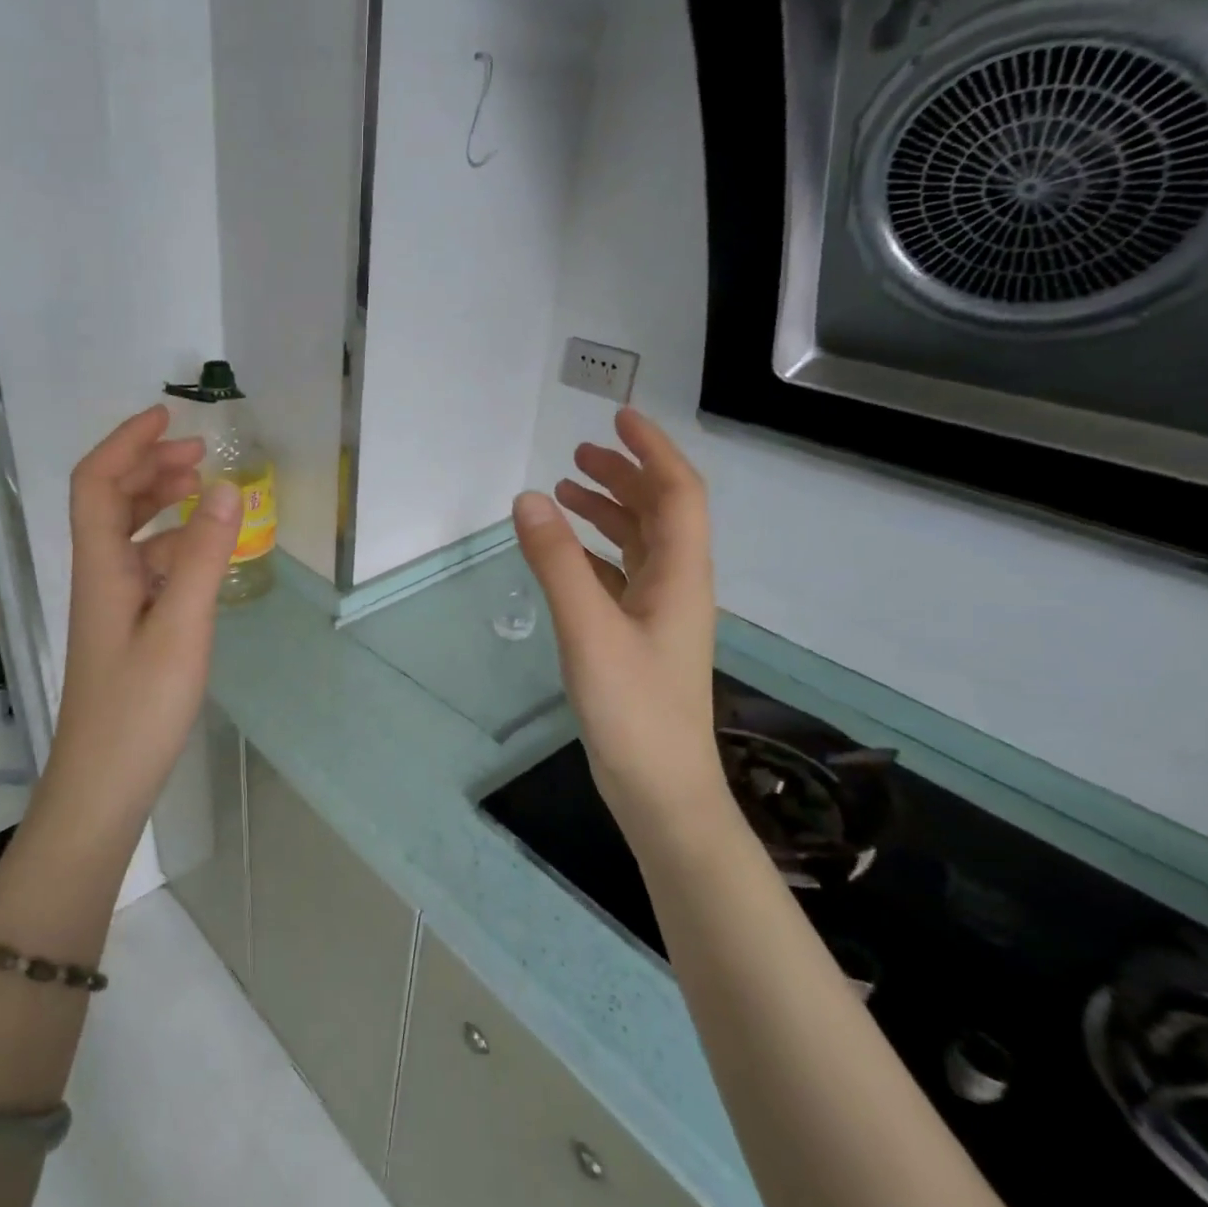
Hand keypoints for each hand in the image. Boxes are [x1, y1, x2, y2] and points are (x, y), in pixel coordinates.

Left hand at [40, 405, 241, 820]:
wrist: (104, 783)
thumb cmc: (139, 707)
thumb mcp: (182, 626)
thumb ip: (205, 557)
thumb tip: (226, 487)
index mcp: (102, 567)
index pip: (98, 482)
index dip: (127, 442)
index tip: (168, 416)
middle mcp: (100, 577)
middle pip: (111, 502)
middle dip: (150, 467)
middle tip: (199, 453)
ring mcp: (113, 606)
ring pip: (131, 536)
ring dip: (162, 505)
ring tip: (206, 493)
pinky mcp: (128, 631)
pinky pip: (148, 570)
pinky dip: (174, 548)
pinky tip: (205, 558)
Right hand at [513, 409, 723, 826]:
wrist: (660, 790)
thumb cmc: (633, 710)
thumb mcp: (589, 630)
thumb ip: (557, 563)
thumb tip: (528, 499)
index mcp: (679, 575)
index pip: (677, 492)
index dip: (652, 449)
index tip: (618, 416)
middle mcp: (676, 586)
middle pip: (659, 513)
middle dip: (623, 475)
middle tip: (577, 452)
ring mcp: (659, 614)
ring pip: (639, 544)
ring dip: (608, 511)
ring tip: (565, 491)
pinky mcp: (638, 639)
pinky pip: (620, 577)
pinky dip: (594, 553)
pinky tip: (566, 554)